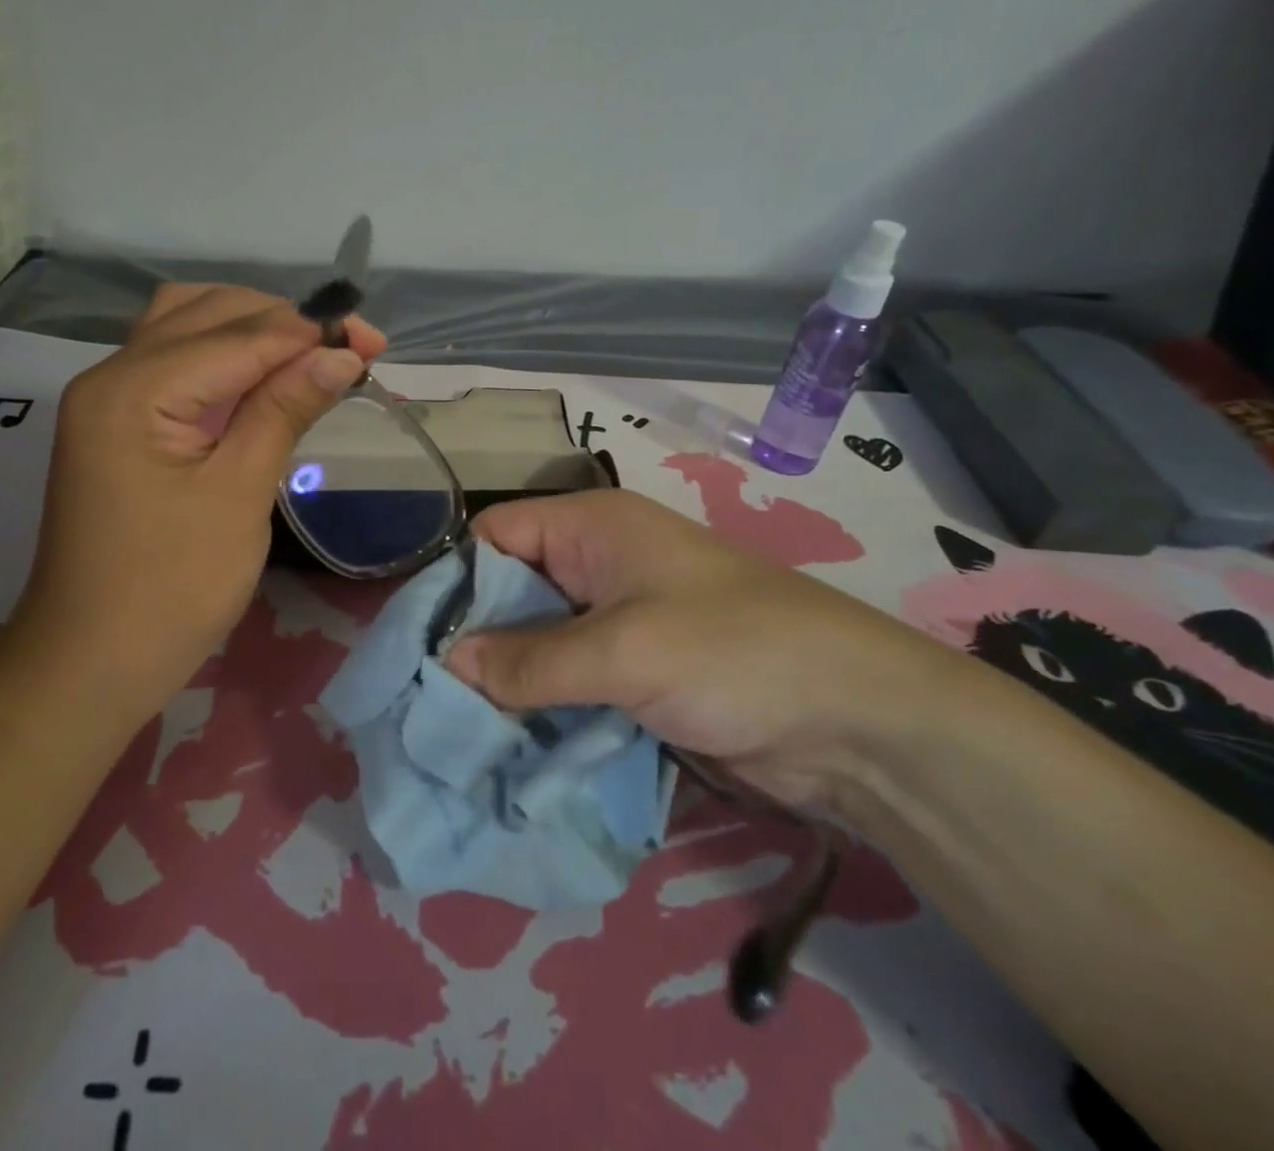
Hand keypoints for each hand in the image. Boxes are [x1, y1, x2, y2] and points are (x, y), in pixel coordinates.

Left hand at [13, 284, 385, 710]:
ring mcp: (108, 398)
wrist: (91, 662)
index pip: (237, 335)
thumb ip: (284, 409)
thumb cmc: (171, 589)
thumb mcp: (239, 493)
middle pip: (208, 313)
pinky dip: (225, 359)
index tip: (373, 343)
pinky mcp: (117, 423)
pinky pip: (175, 364)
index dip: (310, 333)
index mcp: (134, 388)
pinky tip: (264, 379)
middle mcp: (111, 374)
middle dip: (284, 323)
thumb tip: (341, 354)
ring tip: (310, 358)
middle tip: (349, 351)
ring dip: (252, 331)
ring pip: (187, 328)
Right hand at [446, 489, 958, 808]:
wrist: (857, 724)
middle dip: (473, 640)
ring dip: (504, 683)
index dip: (455, 579)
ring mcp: (616, 622)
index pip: (494, 535)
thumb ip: (532, 660)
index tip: (415, 638)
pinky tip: (504, 745)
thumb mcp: (624, 651)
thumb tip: (449, 665)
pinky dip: (539, 708)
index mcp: (591, 528)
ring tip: (451, 729)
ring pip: (536, 644)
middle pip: (510, 592)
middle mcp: (595, 565)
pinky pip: (567, 682)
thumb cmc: (733, 652)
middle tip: (421, 695)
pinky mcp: (632, 673)